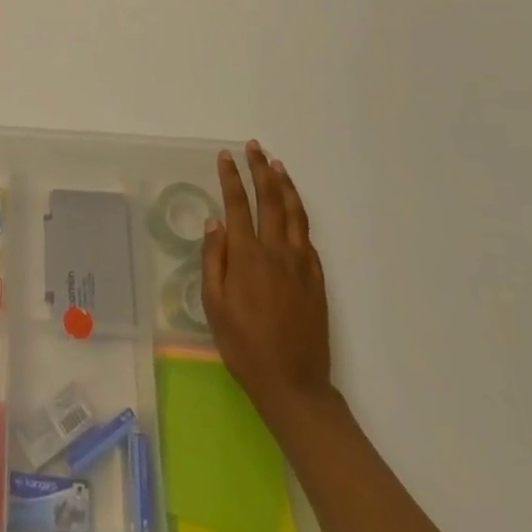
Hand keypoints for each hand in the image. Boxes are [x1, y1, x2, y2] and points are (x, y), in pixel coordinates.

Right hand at [202, 141, 334, 418]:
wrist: (293, 384)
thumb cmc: (244, 346)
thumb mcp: (214, 305)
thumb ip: (214, 260)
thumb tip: (215, 222)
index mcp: (247, 257)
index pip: (237, 205)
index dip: (231, 178)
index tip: (225, 156)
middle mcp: (277, 252)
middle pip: (270, 200)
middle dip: (260, 170)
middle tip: (254, 147)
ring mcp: (301, 265)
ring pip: (295, 214)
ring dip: (285, 186)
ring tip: (277, 166)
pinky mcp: (317, 280)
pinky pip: (308, 239)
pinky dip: (300, 217)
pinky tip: (294, 211)